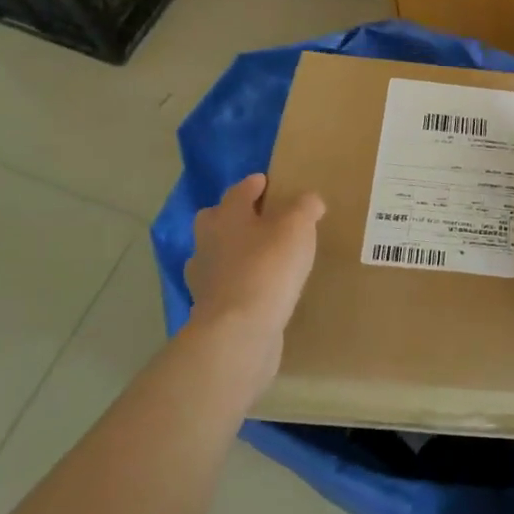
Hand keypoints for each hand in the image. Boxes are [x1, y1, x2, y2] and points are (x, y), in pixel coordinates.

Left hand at [183, 173, 325, 393]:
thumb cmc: (268, 268)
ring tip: (262, 258)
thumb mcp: (297, 227)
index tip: (268, 182)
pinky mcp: (209, 308)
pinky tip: (258, 291)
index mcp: (227, 215)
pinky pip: (224, 286)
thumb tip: (309, 200)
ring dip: (234, 252)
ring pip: (217, 254)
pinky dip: (237, 284)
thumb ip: (305, 207)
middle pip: (216, 219)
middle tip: (261, 220)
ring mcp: (204, 277)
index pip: (240, 191)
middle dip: (235, 216)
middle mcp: (208, 241)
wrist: (239, 331)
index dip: (255, 184)